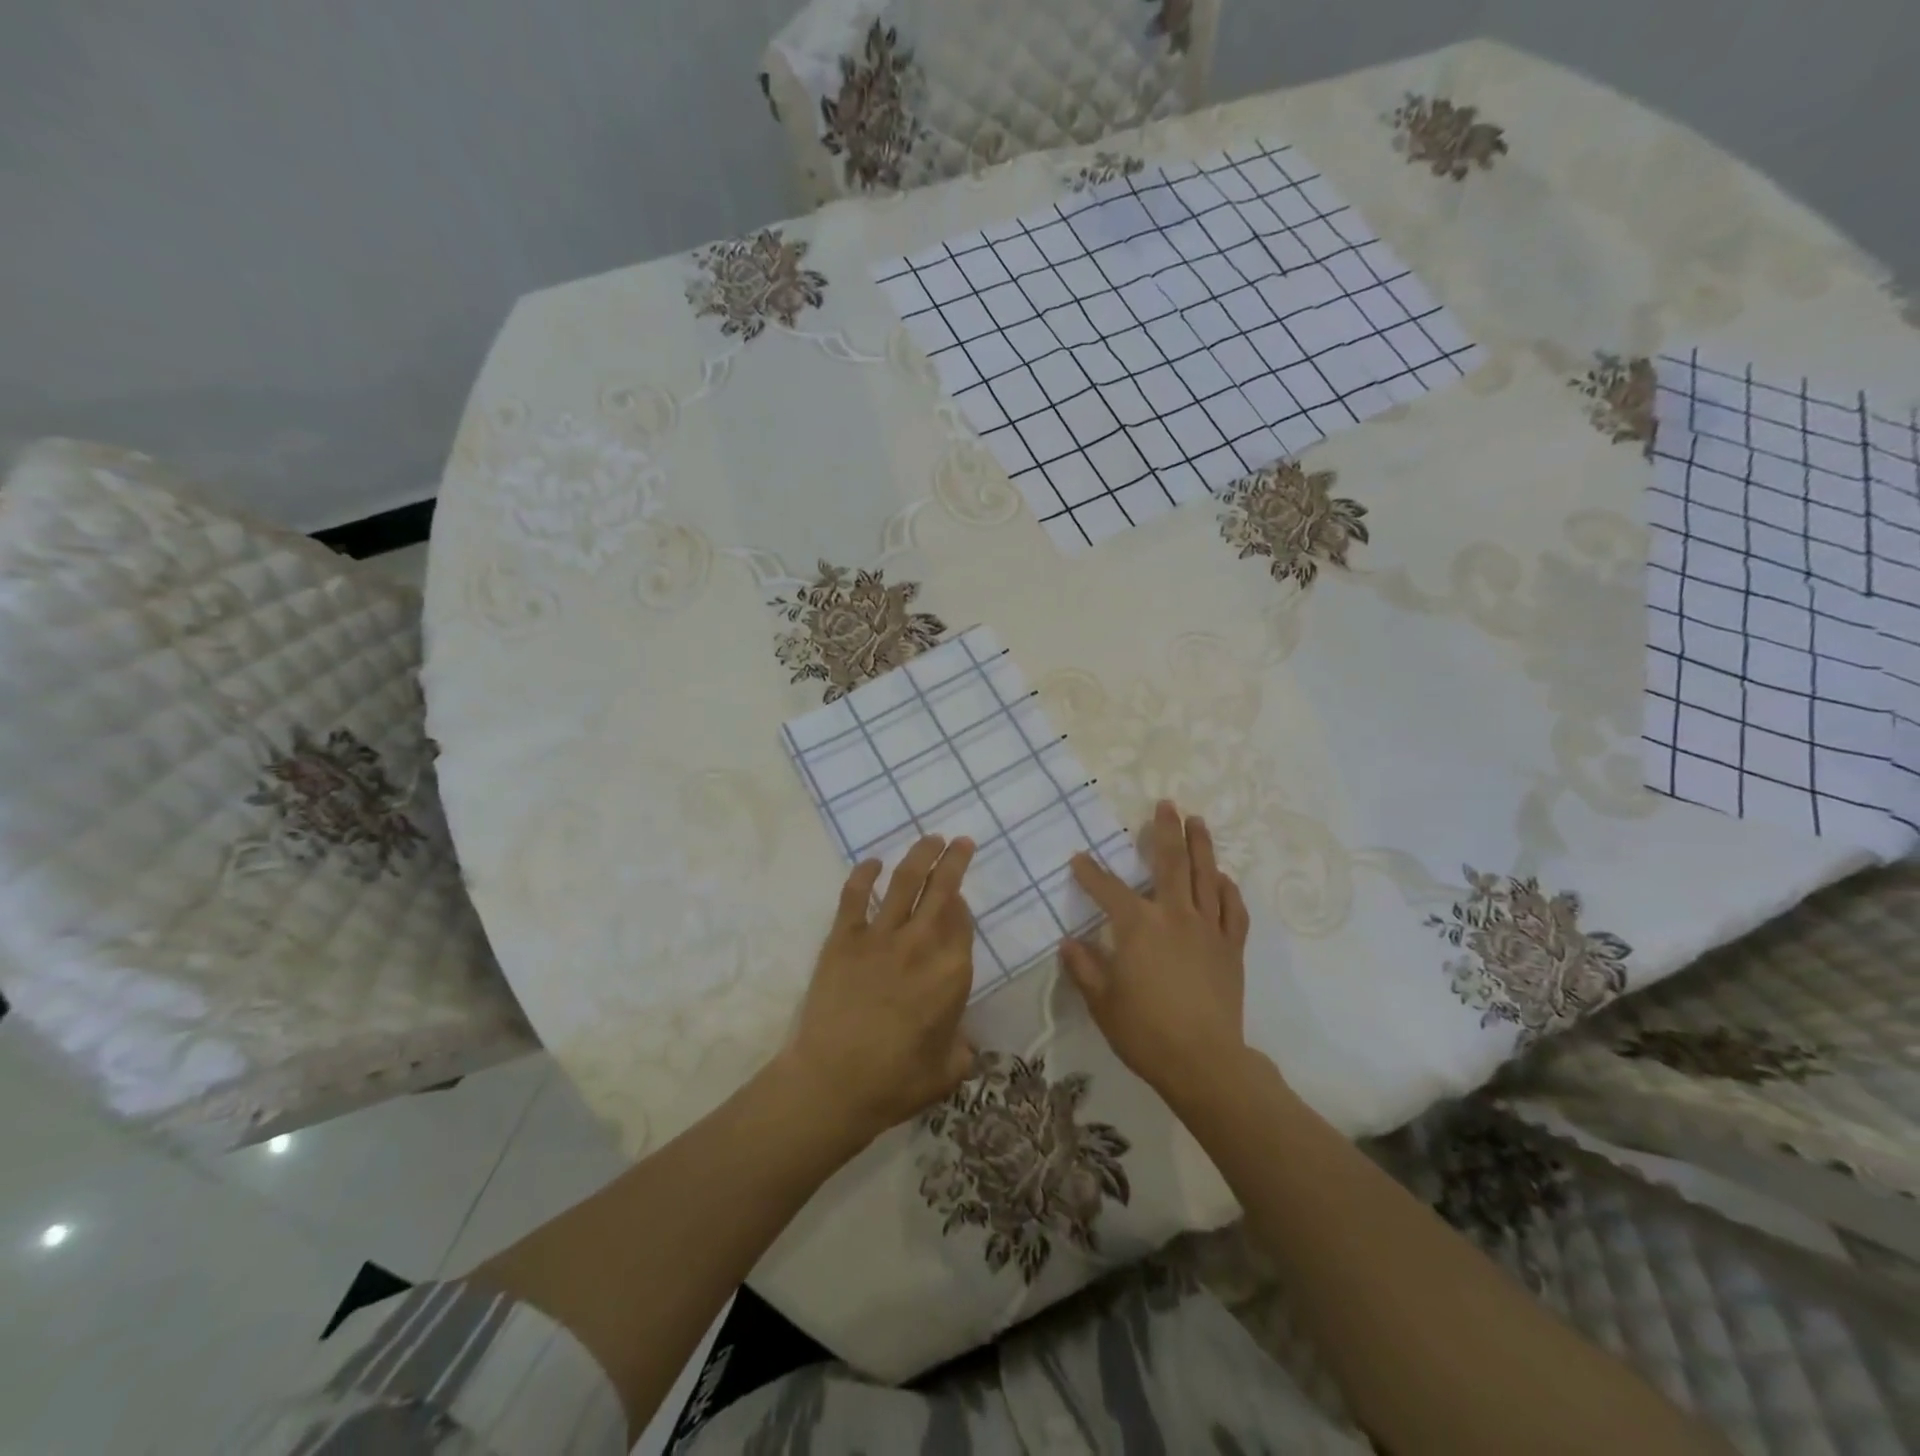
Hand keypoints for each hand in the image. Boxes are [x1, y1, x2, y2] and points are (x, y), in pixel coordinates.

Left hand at [780, 835, 977, 1144]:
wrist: (833, 1083)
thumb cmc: (896, 1082)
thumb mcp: (948, 1070)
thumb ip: (961, 1046)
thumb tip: (961, 1039)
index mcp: (952, 972)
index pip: (963, 922)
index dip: (962, 904)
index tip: (960, 896)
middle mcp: (921, 944)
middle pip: (943, 890)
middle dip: (955, 860)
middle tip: (962, 842)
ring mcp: (880, 936)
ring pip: (905, 882)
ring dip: (920, 856)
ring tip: (931, 839)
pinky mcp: (844, 938)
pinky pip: (854, 896)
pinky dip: (864, 874)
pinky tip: (872, 862)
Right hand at [1061, 800, 1250, 1101]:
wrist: (1204, 1062)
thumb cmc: (1145, 1032)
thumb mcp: (1102, 1002)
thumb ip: (1084, 968)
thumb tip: (1069, 943)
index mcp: (1138, 926)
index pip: (1108, 889)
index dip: (1090, 872)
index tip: (1078, 858)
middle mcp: (1174, 916)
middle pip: (1170, 863)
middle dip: (1165, 831)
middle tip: (1165, 804)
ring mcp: (1207, 929)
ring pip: (1206, 876)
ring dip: (1201, 845)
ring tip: (1197, 821)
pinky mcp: (1230, 947)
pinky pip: (1232, 909)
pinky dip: (1228, 889)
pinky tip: (1223, 877)